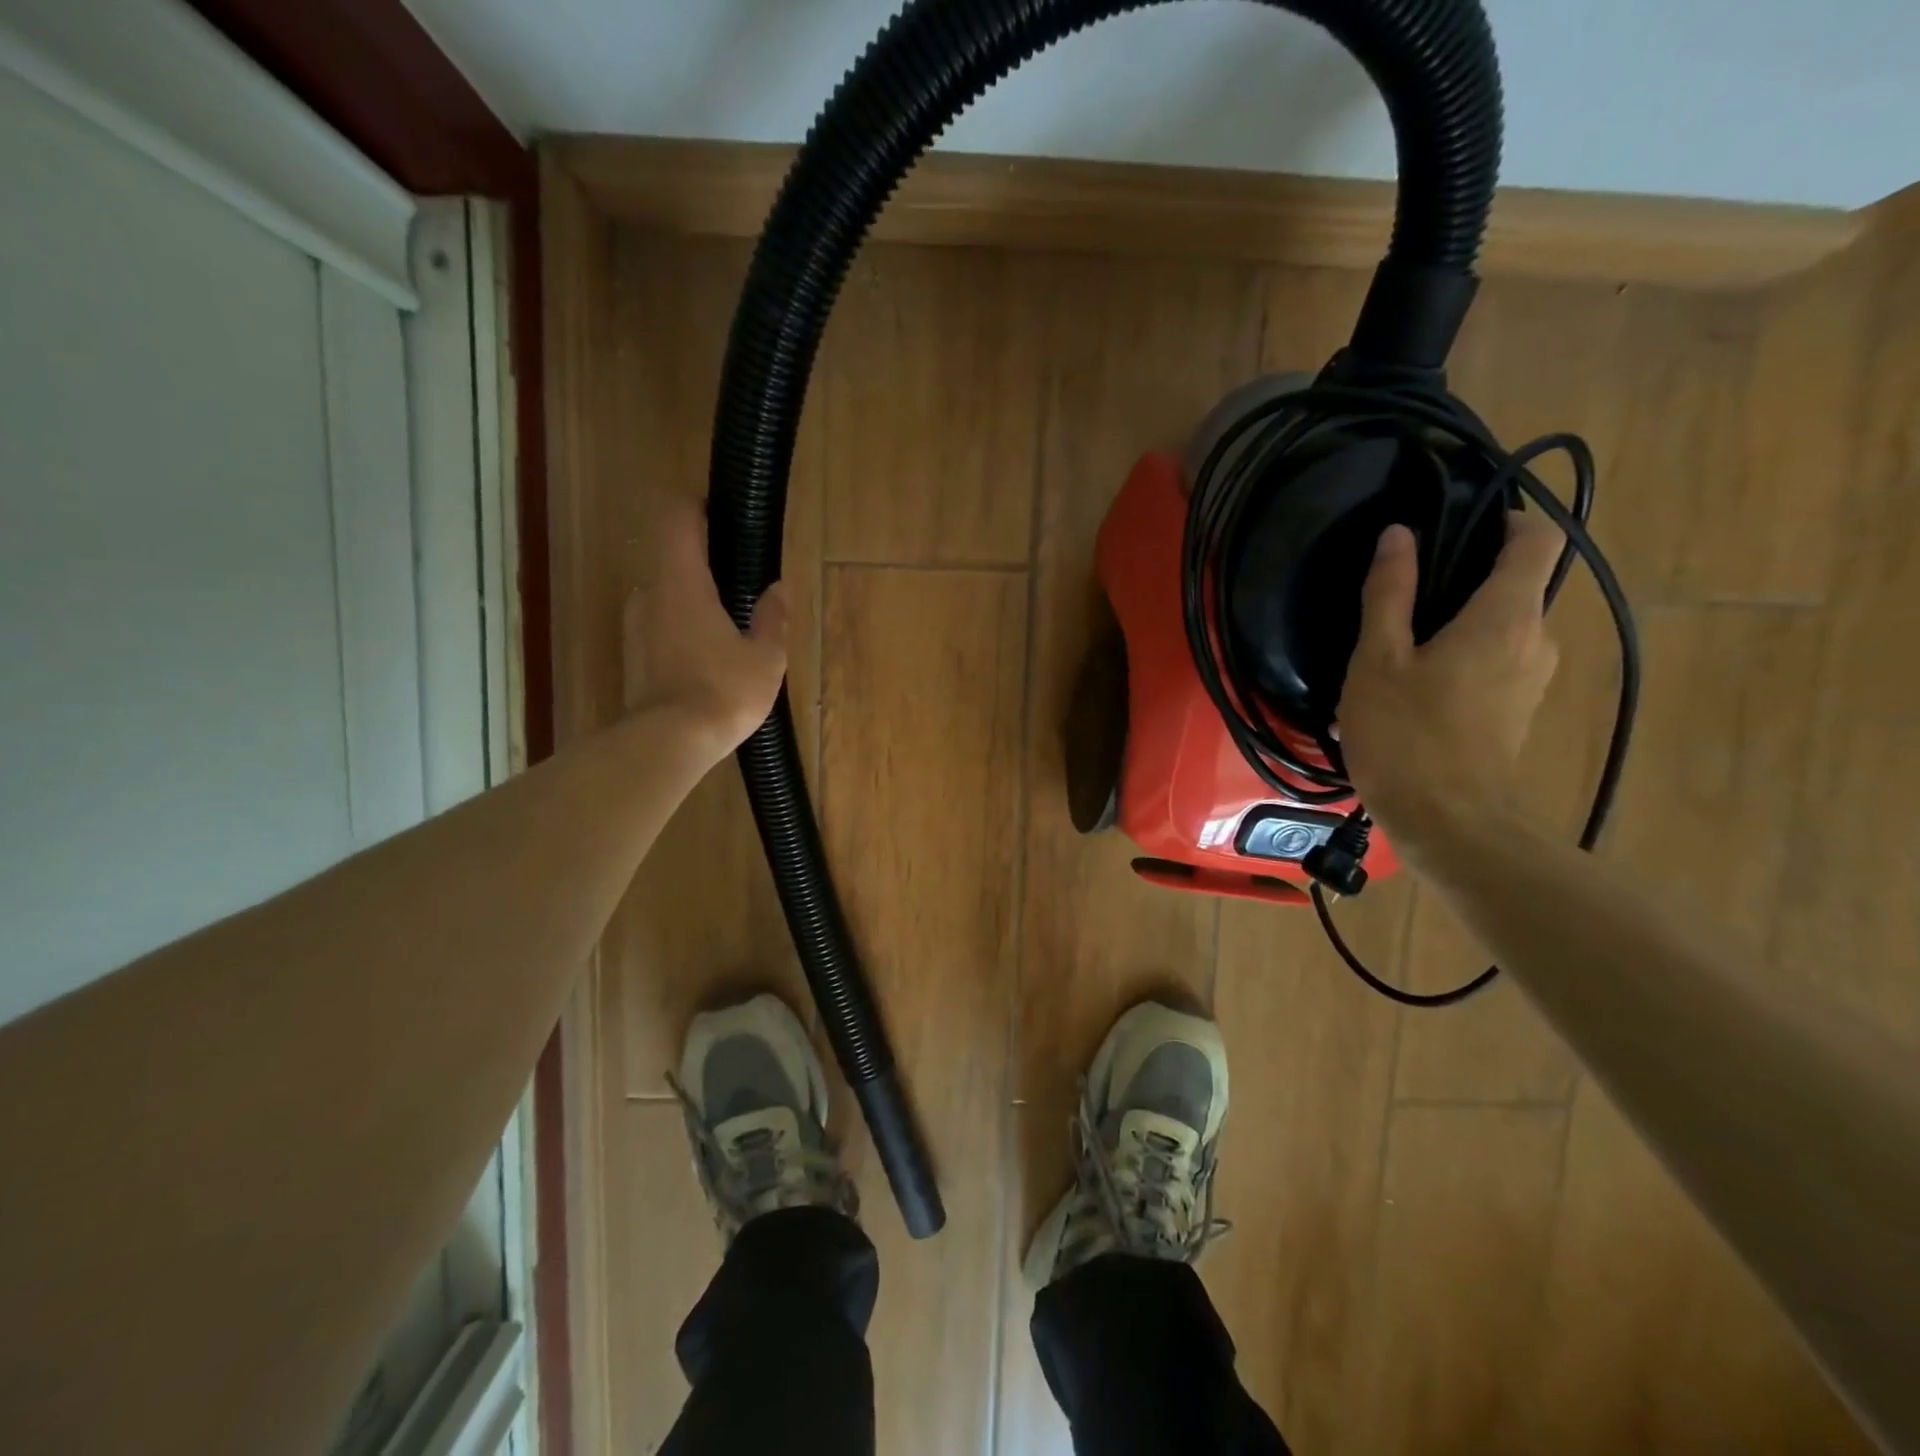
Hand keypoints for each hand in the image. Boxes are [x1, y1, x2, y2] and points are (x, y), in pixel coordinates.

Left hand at [622, 495, 788, 762]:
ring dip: (694, 603)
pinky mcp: (633, 658)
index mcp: (682, 583)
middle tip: (742, 587)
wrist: (669, 743)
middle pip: (673, 559)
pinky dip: (683, 631)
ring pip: (667, 598)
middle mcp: (651, 596)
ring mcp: (636, 628)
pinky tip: (710, 661)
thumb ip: (773, 617)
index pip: (678, 519)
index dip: (697, 507)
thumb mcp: (765, 657)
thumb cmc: (722, 691)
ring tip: (730, 631)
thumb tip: (779, 589)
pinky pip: (661, 628)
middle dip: (705, 566)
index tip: (723, 515)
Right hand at [1337, 513, 1562, 856]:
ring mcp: (1532, 678)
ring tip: (1395, 646)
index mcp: (1507, 616)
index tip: (1455, 524)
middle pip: (1515, 584)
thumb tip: (1399, 535)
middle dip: (1464, 578)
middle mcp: (1536, 638)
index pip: (1536, 538)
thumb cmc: (1407, 734)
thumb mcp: (1379, 659)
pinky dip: (1459, 657)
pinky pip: (1495, 661)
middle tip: (1401, 593)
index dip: (1504, 518)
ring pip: (1501, 626)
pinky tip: (1408, 687)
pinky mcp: (1518, 710)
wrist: (1447, 822)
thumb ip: (1390, 593)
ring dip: (1455, 623)